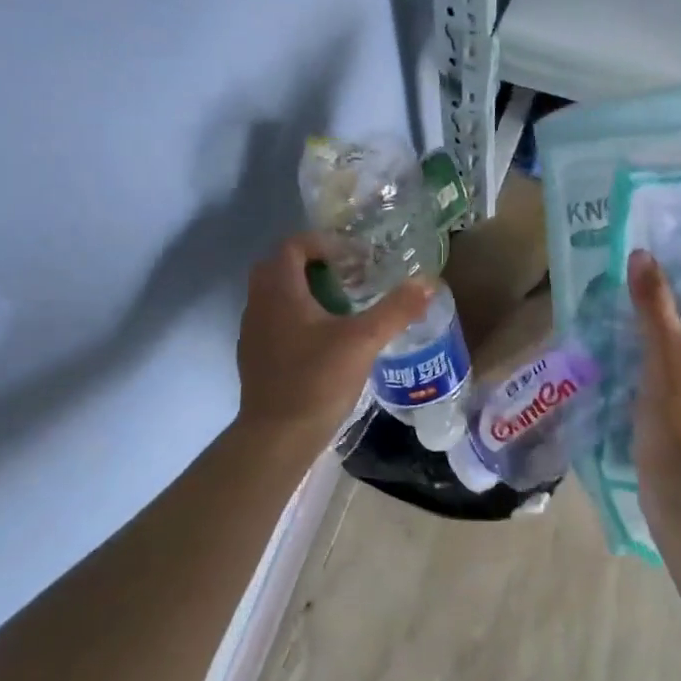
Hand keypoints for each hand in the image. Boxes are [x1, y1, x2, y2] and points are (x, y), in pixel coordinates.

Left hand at [235, 234, 429, 448]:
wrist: (278, 436)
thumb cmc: (317, 380)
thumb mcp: (364, 341)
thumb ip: (396, 309)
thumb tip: (427, 282)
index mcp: (280, 292)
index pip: (293, 246)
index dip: (324, 243)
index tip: (354, 257)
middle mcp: (259, 304)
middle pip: (280, 266)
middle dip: (314, 264)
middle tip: (348, 276)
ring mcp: (253, 332)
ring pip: (275, 295)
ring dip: (305, 290)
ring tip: (341, 306)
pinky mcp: (256, 356)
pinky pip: (274, 320)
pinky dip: (297, 316)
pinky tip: (324, 339)